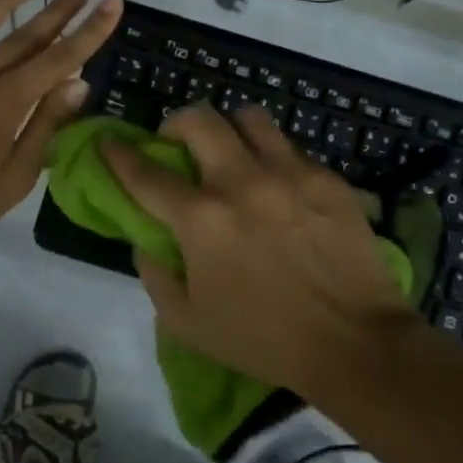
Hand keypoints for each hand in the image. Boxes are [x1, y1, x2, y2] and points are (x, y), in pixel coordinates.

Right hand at [103, 104, 418, 398]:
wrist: (354, 344)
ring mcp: (289, 174)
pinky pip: (289, 147)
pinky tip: (276, 186)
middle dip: (176, 125)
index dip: (118, 153)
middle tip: (178, 146)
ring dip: (228, 130)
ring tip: (231, 153)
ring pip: (248, 117)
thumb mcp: (187, 322)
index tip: (108, 141)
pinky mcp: (326, 179)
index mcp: (201, 219)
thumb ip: (154, 275)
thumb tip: (147, 239)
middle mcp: (241, 182)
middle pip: (198, 120)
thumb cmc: (262, 338)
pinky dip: (270, 157)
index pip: (144, 172)